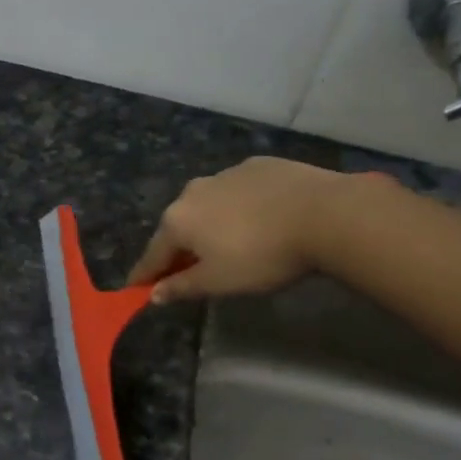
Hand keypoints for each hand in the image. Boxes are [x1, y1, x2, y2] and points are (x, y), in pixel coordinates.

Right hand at [127, 157, 352, 302]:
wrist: (325, 213)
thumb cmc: (262, 255)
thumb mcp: (219, 282)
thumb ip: (182, 287)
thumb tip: (153, 294)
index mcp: (177, 221)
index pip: (152, 255)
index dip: (144, 275)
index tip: (136, 288)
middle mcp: (192, 192)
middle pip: (178, 227)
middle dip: (180, 248)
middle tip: (190, 269)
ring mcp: (225, 173)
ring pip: (208, 205)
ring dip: (209, 224)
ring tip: (230, 242)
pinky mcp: (257, 165)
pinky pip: (237, 191)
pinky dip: (239, 206)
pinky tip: (260, 219)